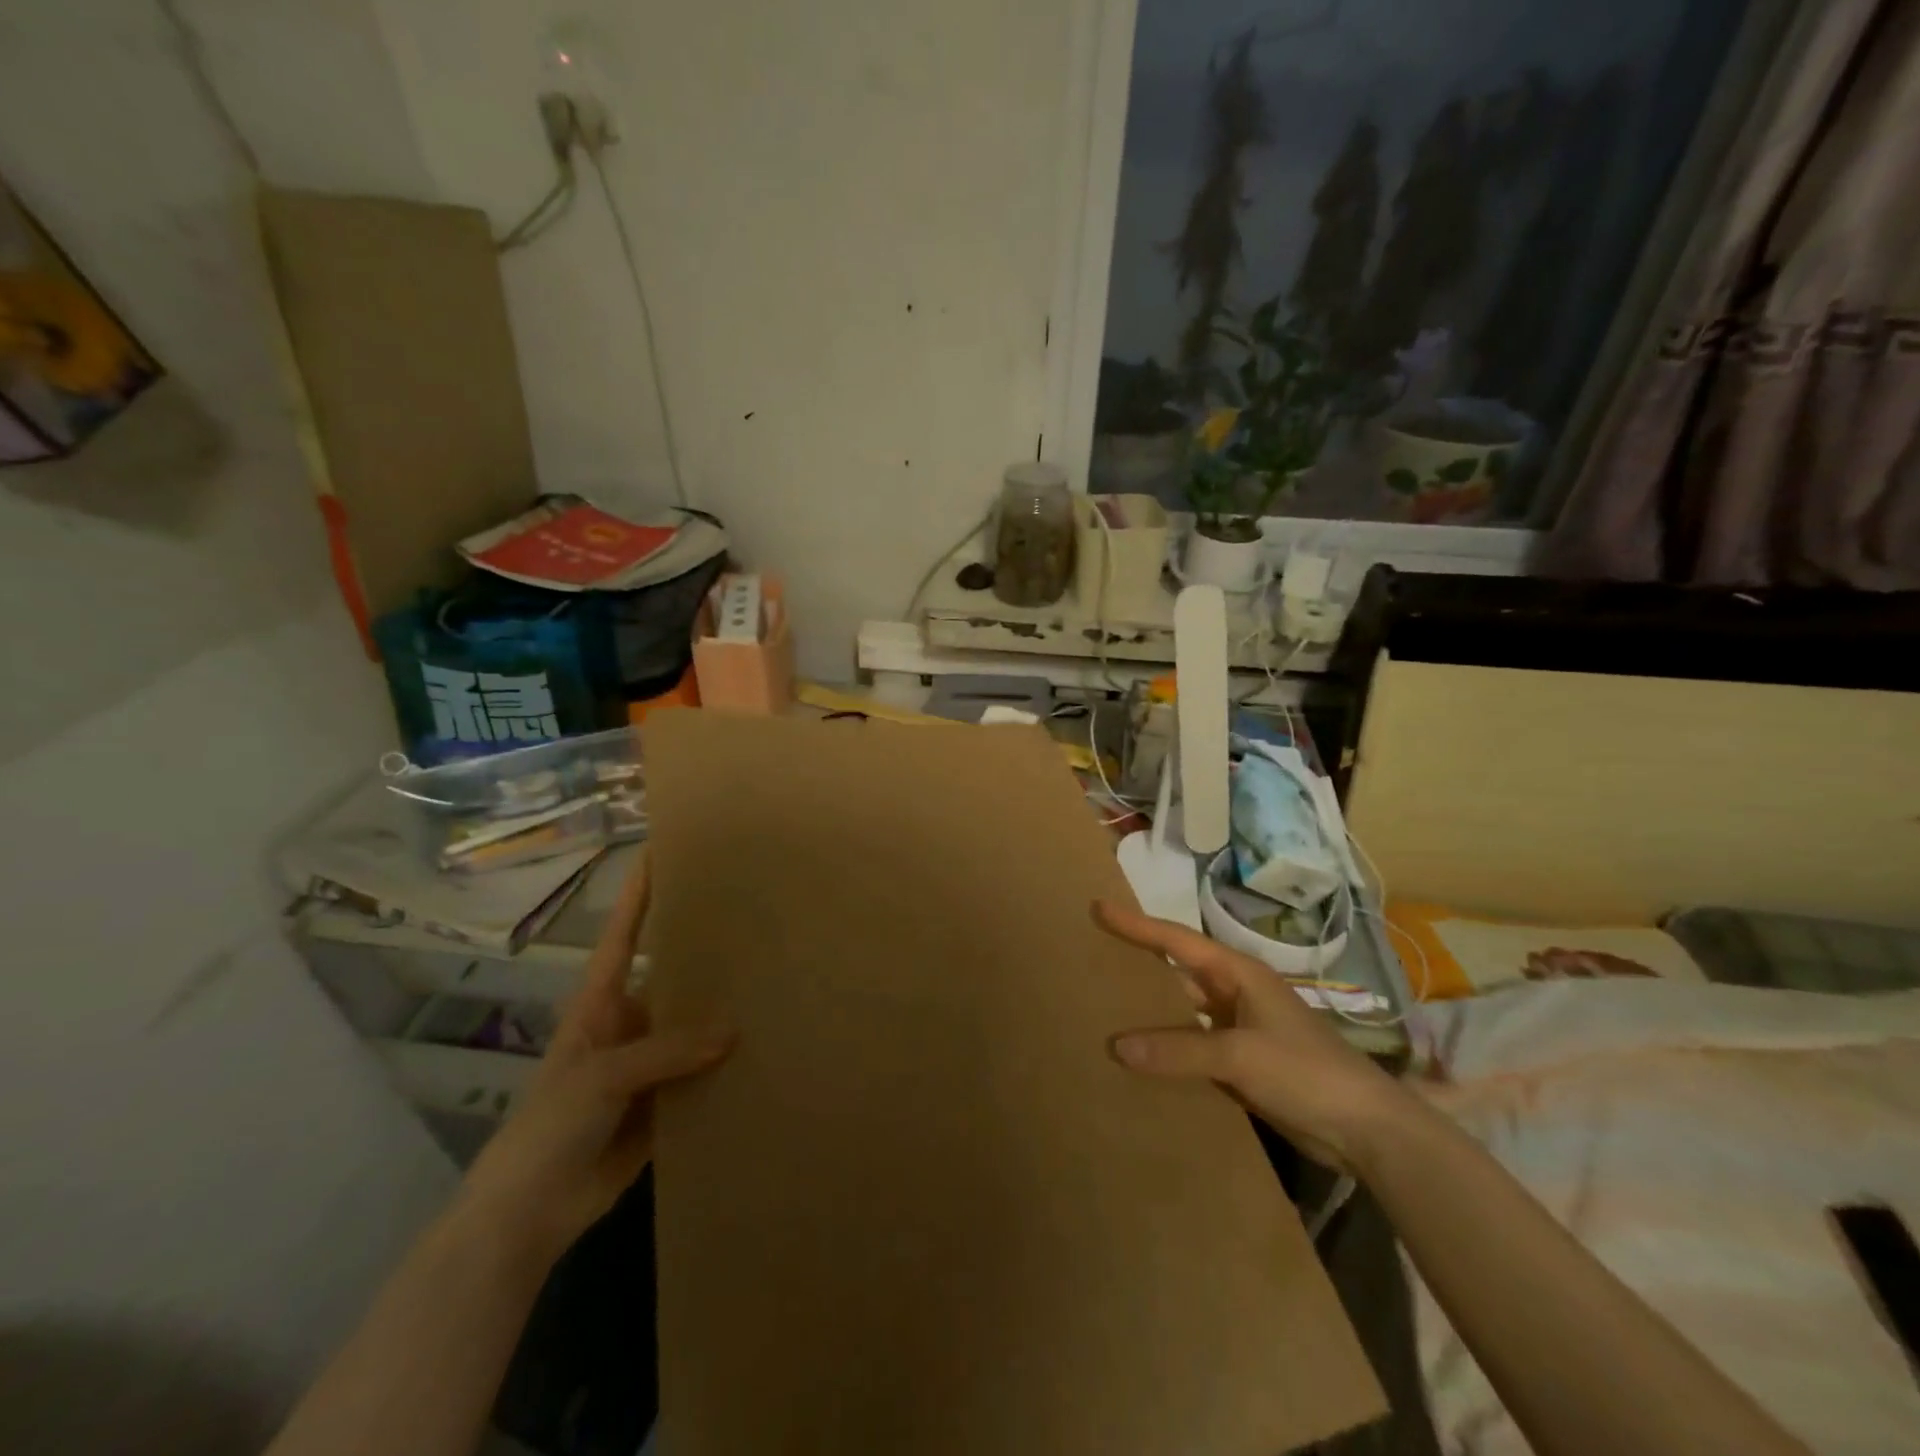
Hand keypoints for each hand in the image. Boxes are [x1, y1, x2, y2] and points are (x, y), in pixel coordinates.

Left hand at [458, 852, 731, 1261]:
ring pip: (695, 1027)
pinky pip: (705, 1076)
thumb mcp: (602, 1076)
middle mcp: (631, 1024)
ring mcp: (651, 1066)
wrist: (529, 1214)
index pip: (626, 934)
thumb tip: (735, 1029)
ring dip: (726, 1013)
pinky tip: (767, 1051)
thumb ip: (665, 1050)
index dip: (641, 893)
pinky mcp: (668, 1105)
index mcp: (602, 1003)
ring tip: (775, 981)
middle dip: (706, 952)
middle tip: (755, 919)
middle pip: (672, 977)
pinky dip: (730, 1067)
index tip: (664, 850)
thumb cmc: (549, 1127)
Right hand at [1095, 899, 1415, 1170]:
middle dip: (1137, 963)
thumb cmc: (1305, 1071)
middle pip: (1176, 971)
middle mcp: (1234, 994)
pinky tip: (1138, 1058)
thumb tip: (1116, 1045)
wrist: (1366, 1130)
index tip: (1098, 908)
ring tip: (1103, 1007)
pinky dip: (1166, 1049)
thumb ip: (1178, 1049)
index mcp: (1237, 973)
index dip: (1136, 924)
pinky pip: (1191, 1048)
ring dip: (1150, 1011)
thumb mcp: (1240, 1055)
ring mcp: (1238, 1030)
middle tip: (1091, 955)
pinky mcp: (1241, 1064)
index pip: (1175, 940)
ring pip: (1181, 1012)